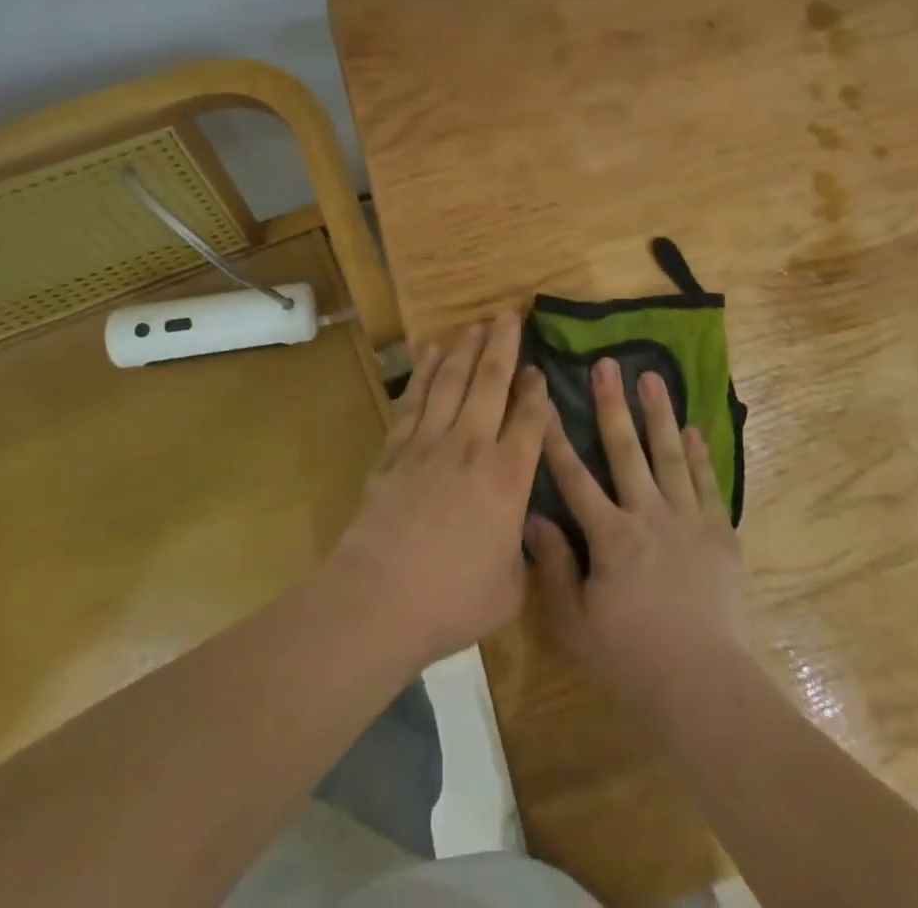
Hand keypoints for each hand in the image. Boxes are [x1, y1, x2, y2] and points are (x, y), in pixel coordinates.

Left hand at [328, 312, 552, 668]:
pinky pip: (414, 400)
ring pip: (452, 381)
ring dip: (466, 350)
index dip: (536, 391)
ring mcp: (430, 443)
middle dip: (504, 347)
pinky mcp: (396, 450)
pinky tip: (430, 353)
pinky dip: (423, 373)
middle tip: (510, 316)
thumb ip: (520, 553)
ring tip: (476, 325)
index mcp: (508, 478)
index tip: (538, 369)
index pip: (529, 420)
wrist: (379, 599)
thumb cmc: (452, 601)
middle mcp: (472, 447)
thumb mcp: (508, 588)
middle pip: (492, 383)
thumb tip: (520, 535)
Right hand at [526, 357, 749, 711]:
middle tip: (607, 364)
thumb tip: (533, 518)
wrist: (704, 686)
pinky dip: (698, 455)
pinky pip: (706, 483)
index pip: (574, 476)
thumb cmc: (632, 660)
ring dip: (659, 414)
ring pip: (669, 454)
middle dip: (612, 404)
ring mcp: (687, 520)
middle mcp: (648, 515)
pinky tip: (693, 430)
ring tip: (653, 377)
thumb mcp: (576, 624)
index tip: (546, 399)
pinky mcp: (719, 533)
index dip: (556, 436)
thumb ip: (554, 568)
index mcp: (610, 536)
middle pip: (625, 450)